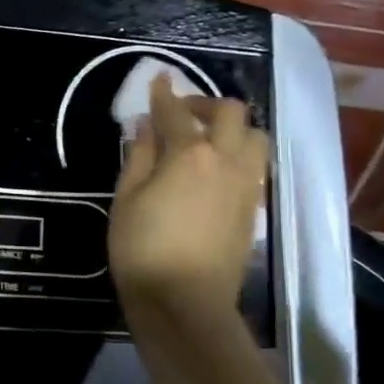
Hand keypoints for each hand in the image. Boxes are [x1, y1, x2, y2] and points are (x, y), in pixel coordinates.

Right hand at [109, 75, 269, 321]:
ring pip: (255, 137)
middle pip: (231, 113)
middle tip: (182, 113)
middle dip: (206, 103)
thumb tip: (146, 126)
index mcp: (190, 154)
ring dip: (234, 128)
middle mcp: (226, 161)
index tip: (159, 80)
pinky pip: (256, 166)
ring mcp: (246, 185)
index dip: (164, 94)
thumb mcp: (127, 198)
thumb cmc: (142, 249)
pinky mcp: (253, 209)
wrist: (185, 303)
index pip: (177, 112)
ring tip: (208, 140)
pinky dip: (240, 154)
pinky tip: (217, 170)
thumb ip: (139, 156)